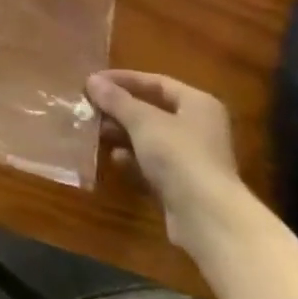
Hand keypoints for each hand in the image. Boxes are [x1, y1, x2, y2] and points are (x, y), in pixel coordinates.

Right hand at [86, 70, 247, 254]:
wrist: (207, 219)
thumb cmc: (179, 155)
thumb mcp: (143, 121)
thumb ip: (117, 100)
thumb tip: (92, 80)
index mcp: (198, 104)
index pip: (157, 82)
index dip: (124, 79)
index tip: (94, 81)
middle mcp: (199, 128)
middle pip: (153, 110)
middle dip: (121, 109)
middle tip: (90, 106)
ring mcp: (192, 159)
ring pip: (151, 138)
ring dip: (123, 134)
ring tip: (95, 131)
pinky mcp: (183, 186)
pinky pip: (152, 165)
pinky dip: (133, 160)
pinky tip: (114, 159)